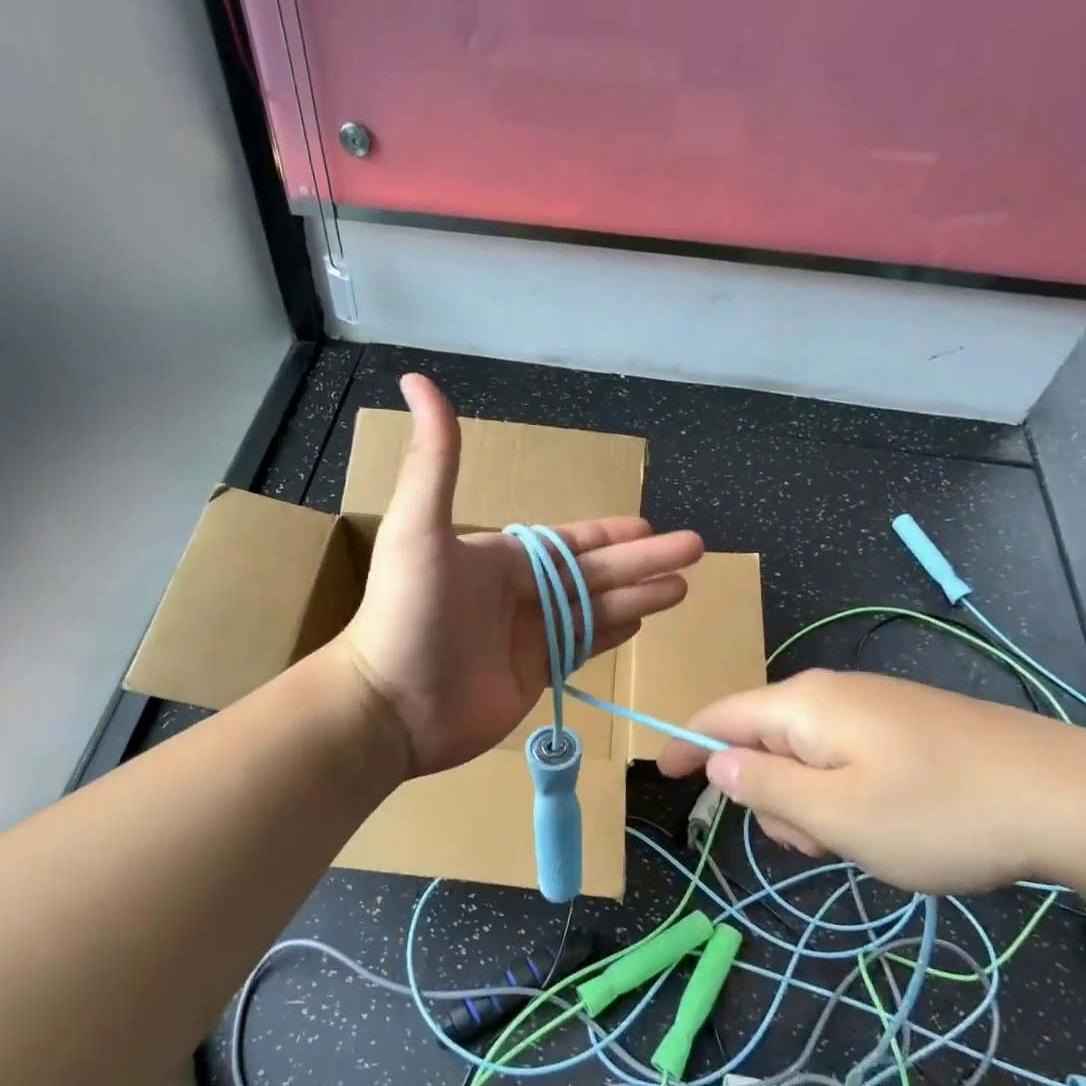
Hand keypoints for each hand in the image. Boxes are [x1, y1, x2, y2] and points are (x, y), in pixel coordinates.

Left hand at [340, 375, 704, 776]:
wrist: (390, 706)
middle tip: (695, 551)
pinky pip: (581, 648)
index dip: (611, 535)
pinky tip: (641, 624)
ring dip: (638, 597)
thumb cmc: (407, 615)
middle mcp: (519, 594)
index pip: (570, 543)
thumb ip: (435, 460)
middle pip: (595, 574)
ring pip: (595, 611)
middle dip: (645, 563)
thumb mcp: (418, 529)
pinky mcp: (531, 676)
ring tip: (682, 588)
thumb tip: (418, 379)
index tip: (650, 528)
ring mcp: (527, 637)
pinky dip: (610, 635)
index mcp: (501, 559)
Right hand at [657, 669, 1085, 891]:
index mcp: (804, 706)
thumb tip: (716, 762)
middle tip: (815, 845)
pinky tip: (892, 826)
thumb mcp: (836, 815)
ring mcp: (877, 707)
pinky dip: (847, 796)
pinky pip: (849, 758)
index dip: (687, 746)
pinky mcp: (911, 726)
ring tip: (863, 843)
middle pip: (765, 742)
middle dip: (770, 797)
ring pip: (809, 757)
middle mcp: (833, 694)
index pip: (720, 716)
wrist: (1076, 798)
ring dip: (814, 805)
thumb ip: (763, 788)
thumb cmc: (939, 812)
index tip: (663, 774)